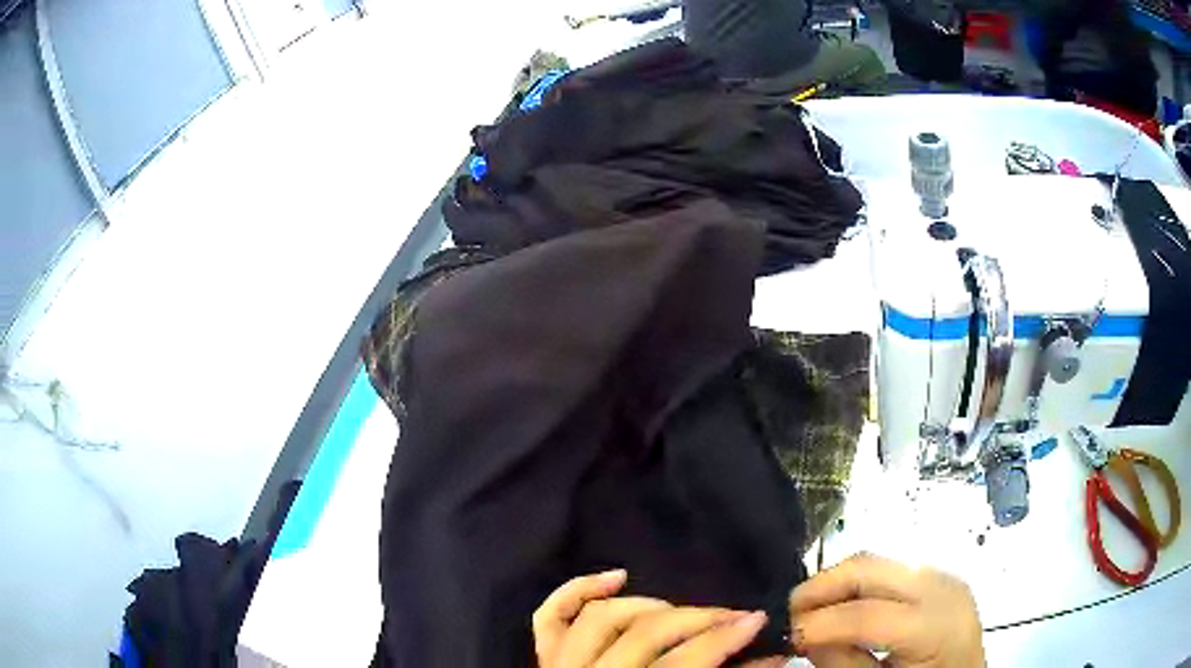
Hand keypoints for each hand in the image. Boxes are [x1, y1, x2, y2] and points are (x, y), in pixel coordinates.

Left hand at [533, 570, 769, 666]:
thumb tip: (776, 656)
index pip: (682, 662)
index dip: (723, 637)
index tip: (758, 618)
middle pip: (645, 634)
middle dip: (698, 618)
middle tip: (733, 614)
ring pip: (600, 618)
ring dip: (647, 606)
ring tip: (679, 610)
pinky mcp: (546, 660)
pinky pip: (551, 618)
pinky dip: (578, 590)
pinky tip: (616, 577)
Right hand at [789, 553, 984, 667]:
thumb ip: (844, 662)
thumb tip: (805, 636)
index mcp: (936, 628)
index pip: (868, 614)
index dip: (819, 622)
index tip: (785, 634)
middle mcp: (943, 589)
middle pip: (871, 567)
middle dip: (822, 585)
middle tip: (789, 611)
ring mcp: (942, 576)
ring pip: (876, 560)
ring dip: (837, 581)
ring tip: (811, 609)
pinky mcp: (936, 575)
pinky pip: (888, 568)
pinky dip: (857, 583)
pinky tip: (842, 606)